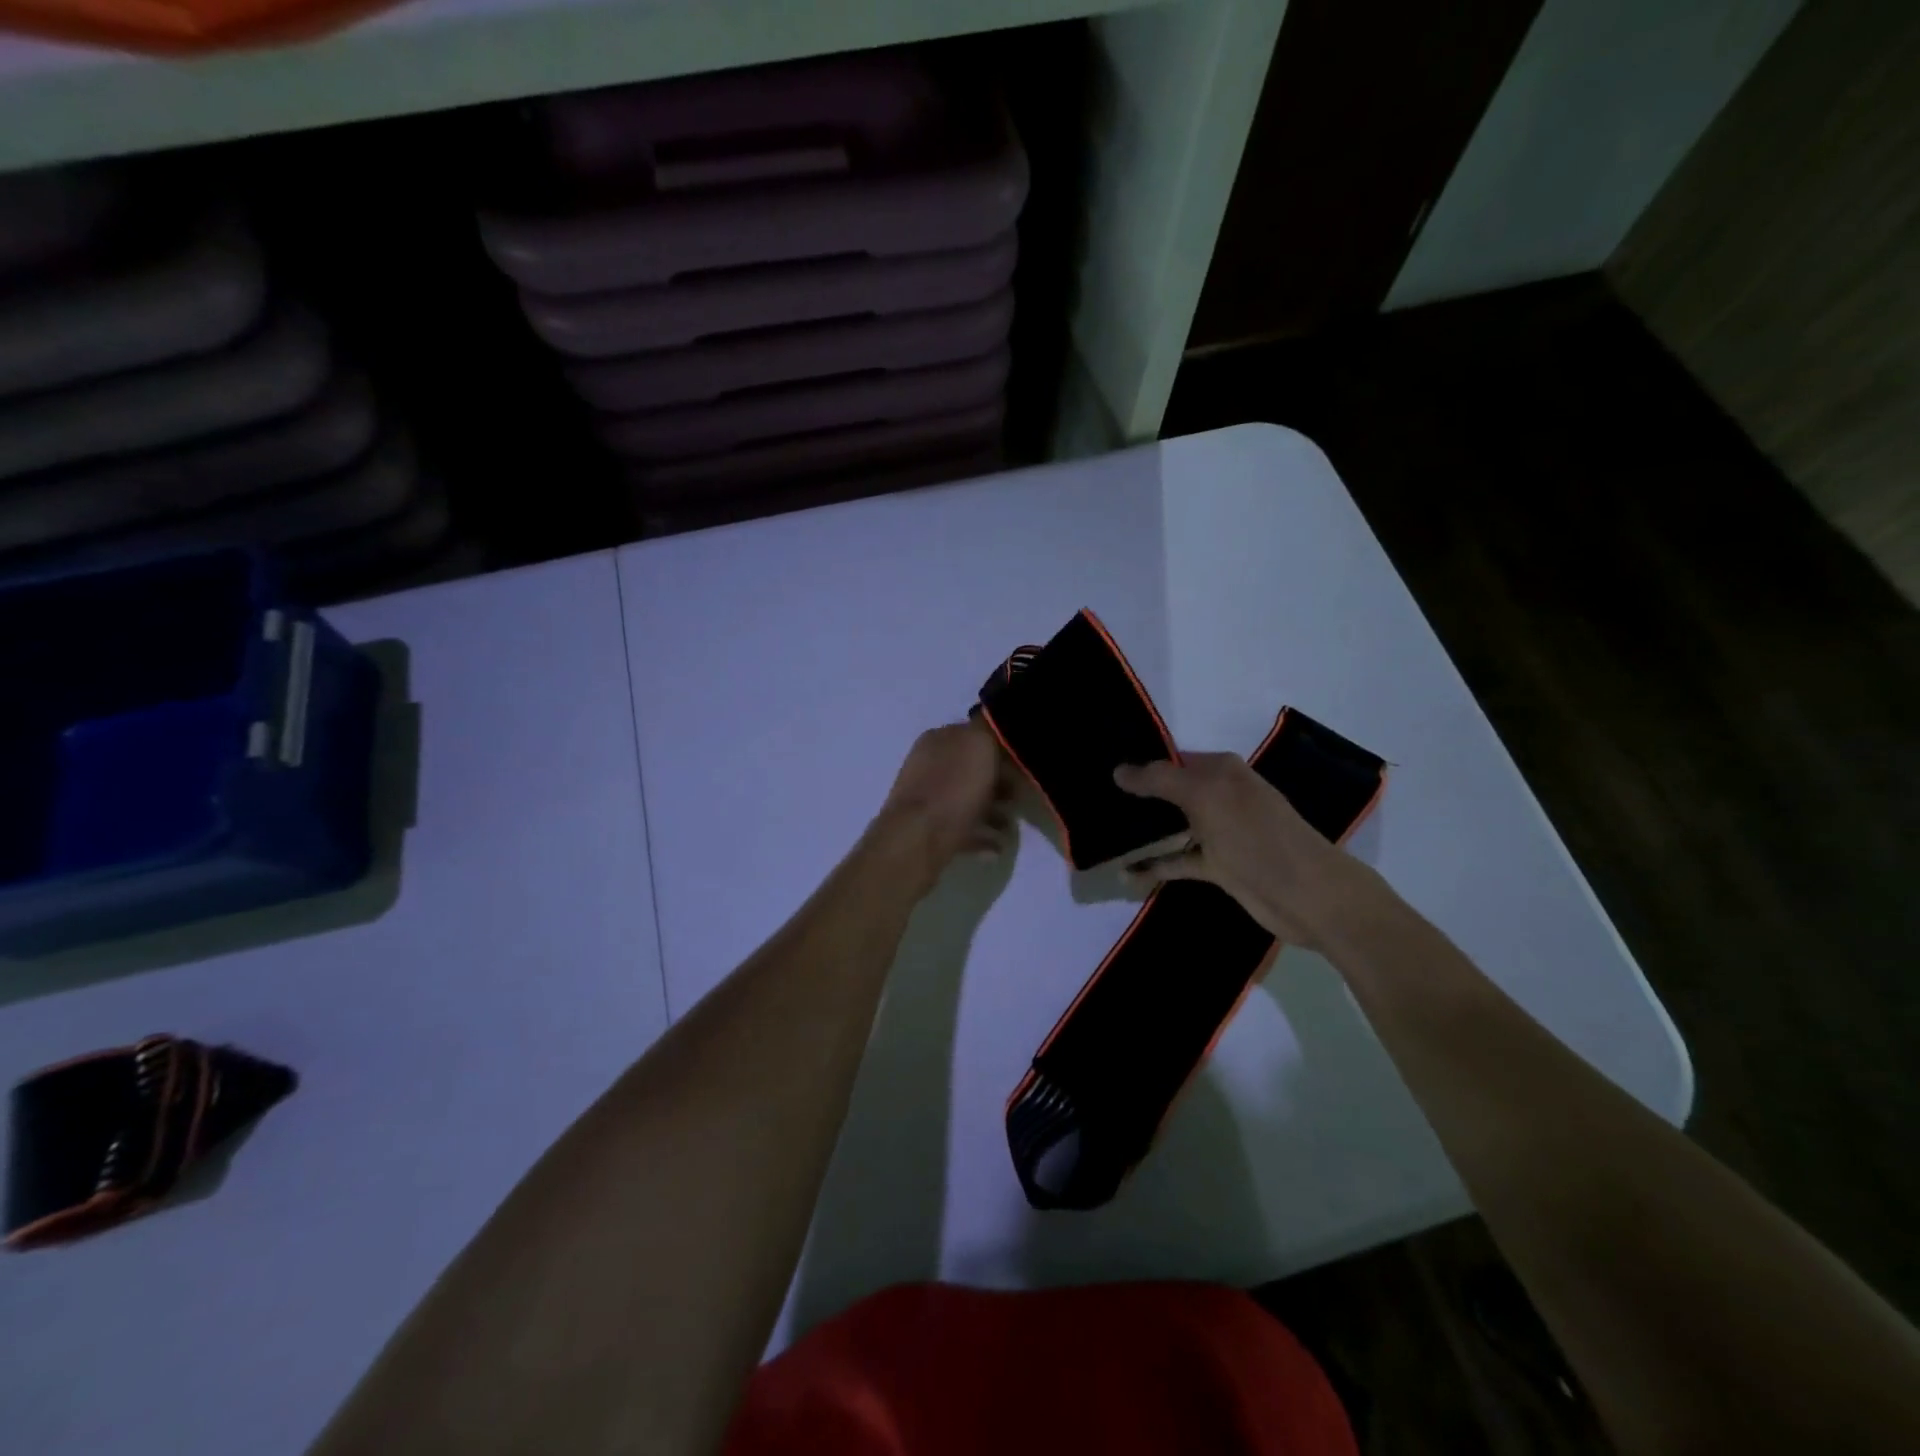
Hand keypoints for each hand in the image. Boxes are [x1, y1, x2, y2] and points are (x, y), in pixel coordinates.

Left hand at [877, 722, 1014, 887]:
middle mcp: (929, 764)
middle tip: (1019, 797)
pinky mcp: (928, 829)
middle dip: (999, 783)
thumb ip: (989, 730)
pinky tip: (997, 847)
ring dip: (993, 812)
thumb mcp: (979, 744)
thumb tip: (994, 727)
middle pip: (972, 769)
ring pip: (967, 799)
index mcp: (939, 739)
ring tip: (1009, 827)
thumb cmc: (954, 787)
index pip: (975, 734)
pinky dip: (981, 836)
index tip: (1024, 763)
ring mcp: (927, 798)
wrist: (919, 838)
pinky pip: (962, 828)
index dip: (1002, 747)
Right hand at [1113, 753, 1386, 950]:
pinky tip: (1124, 873)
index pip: (1169, 758)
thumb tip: (1118, 770)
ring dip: (1140, 834)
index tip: (1098, 770)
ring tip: (1100, 835)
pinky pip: (1176, 860)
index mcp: (1220, 771)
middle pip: (1167, 792)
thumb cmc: (1256, 836)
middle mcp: (1218, 796)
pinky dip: (1153, 866)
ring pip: (1169, 827)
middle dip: (1134, 799)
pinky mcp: (1217, 865)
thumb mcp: (1206, 798)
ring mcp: (1218, 832)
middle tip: (1090, 803)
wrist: (1307, 895)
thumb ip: (1160, 780)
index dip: (1137, 764)